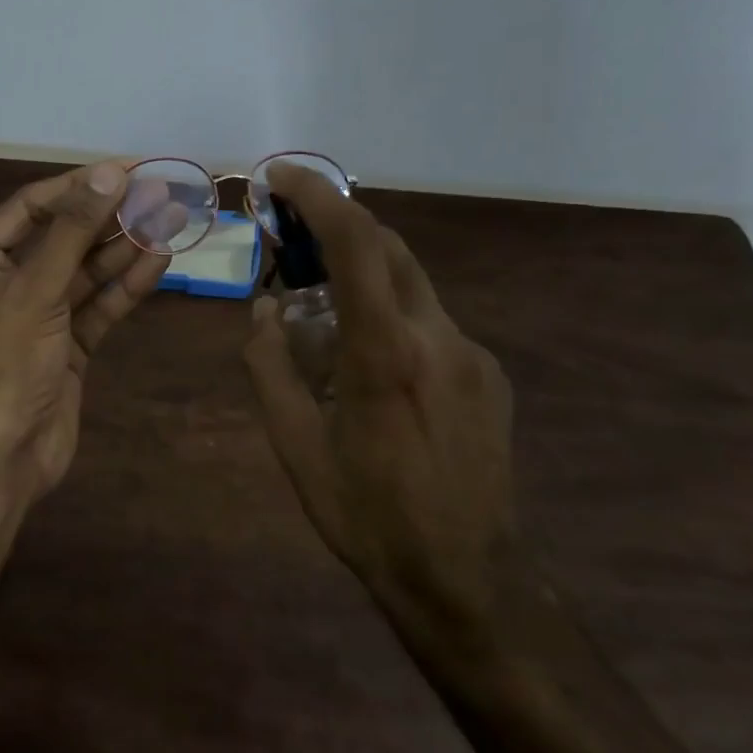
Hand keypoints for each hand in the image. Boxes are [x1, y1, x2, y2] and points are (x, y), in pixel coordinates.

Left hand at [0, 161, 182, 509]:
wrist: (4, 458)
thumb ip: (73, 231)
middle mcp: (5, 282)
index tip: (126, 169)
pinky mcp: (67, 345)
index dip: (79, 186)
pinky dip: (126, 286)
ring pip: (86, 272)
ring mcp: (39, 316)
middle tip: (159, 191)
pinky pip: (98, 306)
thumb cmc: (4, 364)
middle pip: (63, 237)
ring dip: (125, 248)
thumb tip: (109, 173)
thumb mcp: (35, 291)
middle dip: (109, 217)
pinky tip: (160, 260)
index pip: (31, 207)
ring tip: (171, 218)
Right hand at [242, 164, 520, 638]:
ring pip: (412, 283)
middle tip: (290, 239)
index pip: (355, 243)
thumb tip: (264, 311)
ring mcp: (472, 354)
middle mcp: (438, 337)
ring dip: (364, 272)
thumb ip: (270, 367)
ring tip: (321, 306)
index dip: (317, 196)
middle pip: (390, 247)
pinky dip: (391, 313)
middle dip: (337, 225)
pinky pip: (431, 321)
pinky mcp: (488, 374)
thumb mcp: (295, 446)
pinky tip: (370, 360)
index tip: (280, 176)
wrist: (466, 576)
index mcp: (384, 352)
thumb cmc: (367, 514)